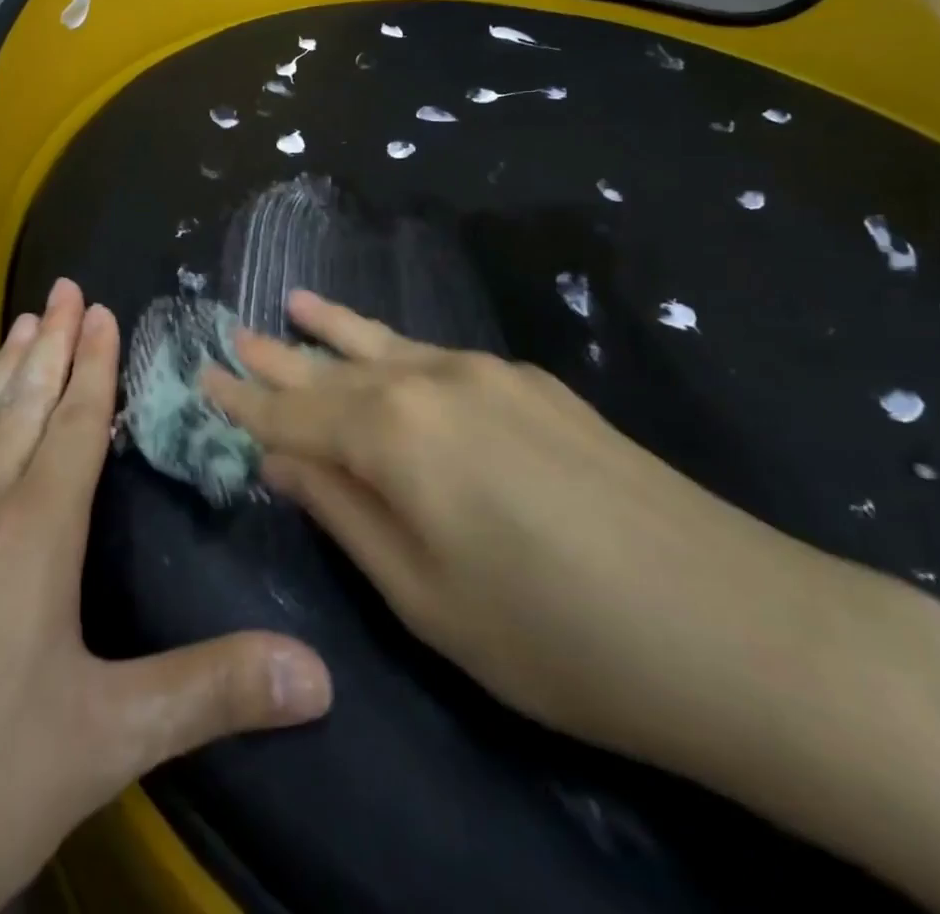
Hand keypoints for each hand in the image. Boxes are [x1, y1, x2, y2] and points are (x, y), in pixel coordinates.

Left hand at [0, 281, 331, 913]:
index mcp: (30, 533)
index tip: (98, 307)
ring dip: (4, 377)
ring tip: (19, 329)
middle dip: (48, 346)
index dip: (92, 365)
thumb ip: (210, 694)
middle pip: (21, 409)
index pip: (72, 426)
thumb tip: (322, 675)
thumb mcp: (101, 741)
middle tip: (60, 288)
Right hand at [203, 289, 849, 769]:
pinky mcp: (533, 383)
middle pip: (335, 367)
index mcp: (394, 433)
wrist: (735, 625)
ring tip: (294, 304)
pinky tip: (387, 350)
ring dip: (336, 330)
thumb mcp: (424, 595)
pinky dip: (395, 349)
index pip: (293, 411)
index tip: (204, 377)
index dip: (245, 400)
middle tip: (233, 333)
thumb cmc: (555, 635)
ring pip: (388, 345)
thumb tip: (283, 458)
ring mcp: (489, 373)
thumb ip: (344, 512)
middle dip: (280, 356)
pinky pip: (438, 356)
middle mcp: (432, 381)